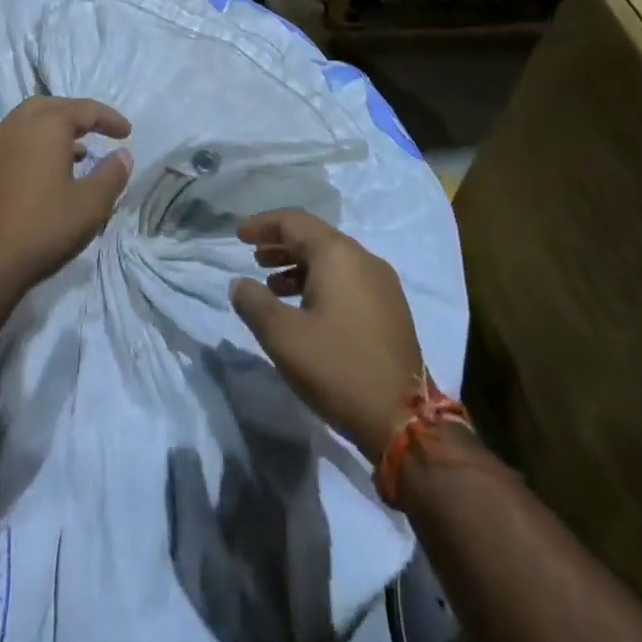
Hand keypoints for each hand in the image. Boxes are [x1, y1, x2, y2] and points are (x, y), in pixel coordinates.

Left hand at [0, 96, 132, 303]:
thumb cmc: (43, 227)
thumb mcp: (90, 204)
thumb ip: (111, 175)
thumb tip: (122, 155)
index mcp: (46, 125)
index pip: (84, 109)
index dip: (109, 118)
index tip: (127, 132)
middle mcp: (16, 125)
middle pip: (52, 106)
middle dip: (77, 115)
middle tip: (97, 131)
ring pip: (29, 122)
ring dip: (54, 129)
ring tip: (77, 152)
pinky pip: (14, 141)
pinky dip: (35, 144)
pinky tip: (45, 172)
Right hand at [229, 208, 425, 461]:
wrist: (403, 420)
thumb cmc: (338, 368)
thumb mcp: (283, 336)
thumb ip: (254, 303)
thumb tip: (240, 284)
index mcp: (338, 254)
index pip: (294, 221)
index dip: (263, 225)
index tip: (238, 235)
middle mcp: (363, 259)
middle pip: (314, 237)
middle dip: (280, 244)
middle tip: (253, 257)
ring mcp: (382, 284)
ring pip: (332, 260)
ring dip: (299, 265)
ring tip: (272, 286)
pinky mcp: (390, 309)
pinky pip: (347, 279)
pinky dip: (320, 282)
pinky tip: (305, 309)